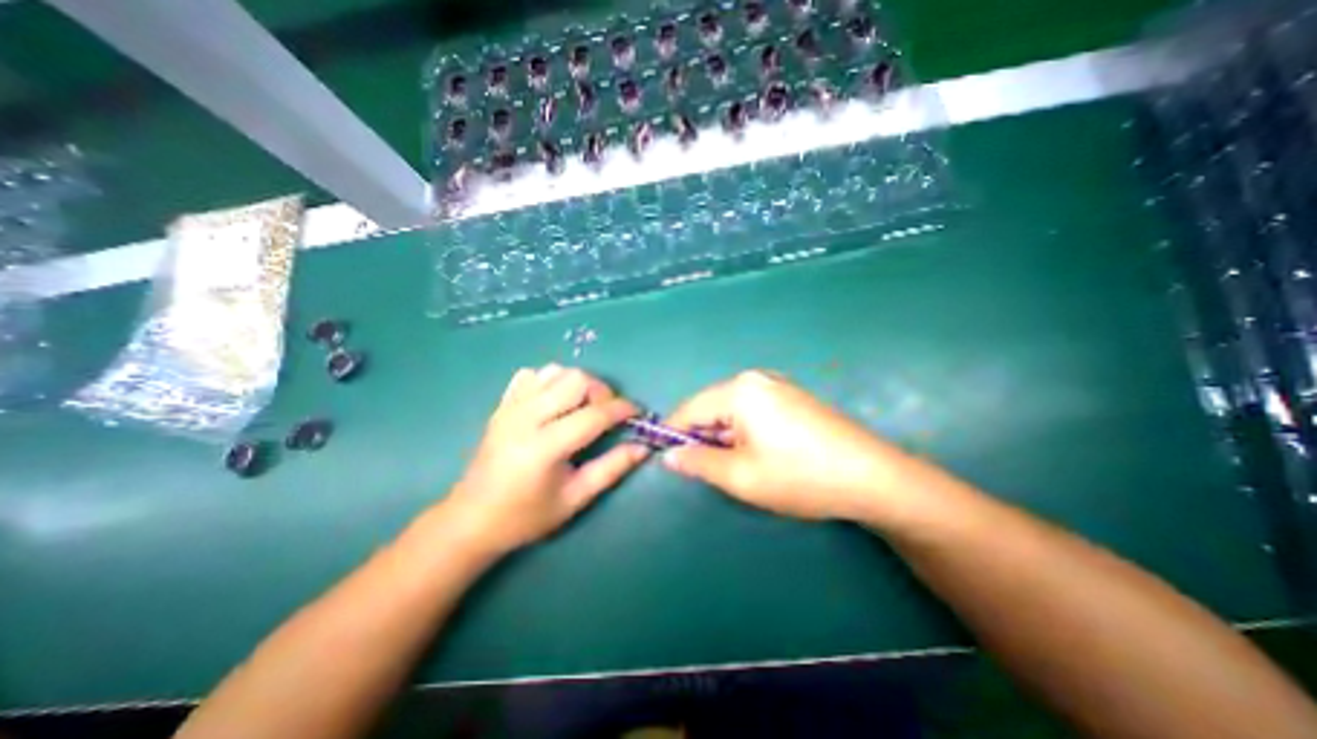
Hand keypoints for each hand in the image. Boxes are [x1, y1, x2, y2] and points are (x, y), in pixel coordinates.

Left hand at [442, 368, 645, 557]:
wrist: (472, 518)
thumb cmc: (527, 516)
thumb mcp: (575, 498)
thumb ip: (612, 469)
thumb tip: (643, 447)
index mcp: (544, 447)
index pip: (594, 414)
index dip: (622, 409)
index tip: (637, 413)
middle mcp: (526, 418)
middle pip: (575, 379)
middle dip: (600, 391)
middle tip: (605, 413)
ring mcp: (510, 407)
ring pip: (555, 371)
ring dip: (577, 384)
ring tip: (581, 408)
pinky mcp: (502, 404)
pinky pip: (532, 375)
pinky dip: (551, 381)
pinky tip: (553, 403)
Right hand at [663, 365, 913, 519]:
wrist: (873, 477)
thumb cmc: (800, 476)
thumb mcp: (741, 476)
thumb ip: (698, 462)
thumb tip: (669, 455)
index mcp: (739, 391)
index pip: (689, 409)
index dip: (674, 434)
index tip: (669, 460)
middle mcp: (755, 379)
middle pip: (711, 407)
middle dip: (704, 437)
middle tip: (715, 470)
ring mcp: (777, 385)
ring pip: (732, 410)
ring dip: (726, 437)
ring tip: (743, 466)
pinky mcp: (791, 396)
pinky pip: (753, 410)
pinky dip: (745, 431)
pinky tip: (763, 453)